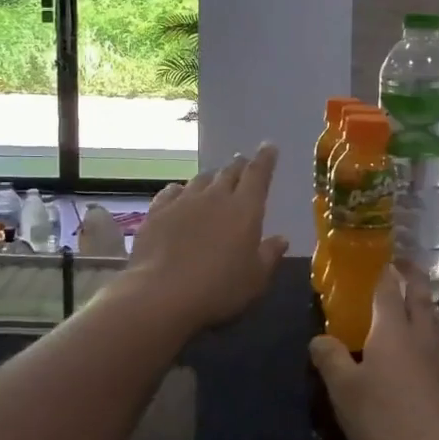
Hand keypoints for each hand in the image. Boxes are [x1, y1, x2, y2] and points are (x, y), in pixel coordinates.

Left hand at [122, 144, 289, 334]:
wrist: (161, 293)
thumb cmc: (218, 288)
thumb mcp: (255, 279)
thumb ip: (269, 255)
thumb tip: (281, 239)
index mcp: (245, 209)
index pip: (258, 174)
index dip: (265, 158)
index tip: (269, 146)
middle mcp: (215, 197)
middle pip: (229, 172)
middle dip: (239, 165)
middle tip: (243, 162)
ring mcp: (183, 201)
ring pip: (201, 179)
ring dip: (211, 178)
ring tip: (214, 180)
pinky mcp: (157, 211)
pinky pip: (172, 191)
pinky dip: (181, 190)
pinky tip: (179, 194)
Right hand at [309, 265, 438, 439]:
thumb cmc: (388, 421)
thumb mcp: (345, 393)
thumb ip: (331, 360)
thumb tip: (318, 337)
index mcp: (393, 329)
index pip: (388, 289)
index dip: (384, 272)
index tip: (382, 259)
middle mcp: (424, 333)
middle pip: (420, 295)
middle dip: (411, 277)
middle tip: (403, 266)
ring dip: (429, 304)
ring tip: (421, 305)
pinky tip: (435, 349)